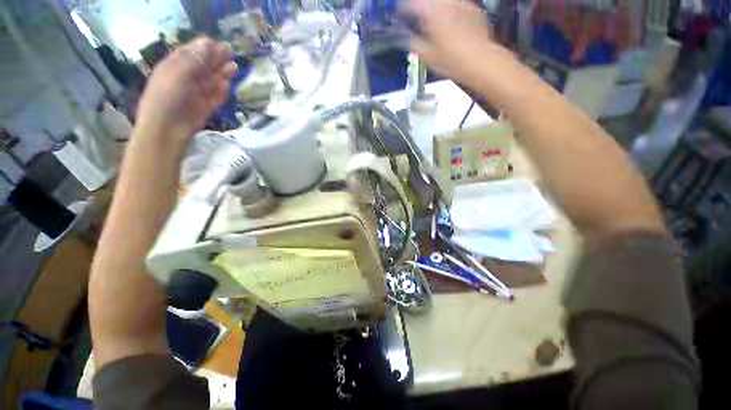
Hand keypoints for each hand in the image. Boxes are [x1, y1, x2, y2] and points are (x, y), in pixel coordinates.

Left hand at [135, 37, 237, 140]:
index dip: (204, 47)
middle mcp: (185, 79)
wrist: (166, 130)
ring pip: (211, 82)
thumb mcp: (177, 74)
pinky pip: (215, 98)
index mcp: (173, 67)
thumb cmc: (165, 99)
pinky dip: (221, 92)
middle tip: (231, 53)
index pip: (190, 52)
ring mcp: (196, 94)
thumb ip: (193, 60)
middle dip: (216, 59)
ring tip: (234, 68)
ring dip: (222, 74)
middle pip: (203, 66)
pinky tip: (227, 86)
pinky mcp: (205, 108)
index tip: (219, 44)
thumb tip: (208, 43)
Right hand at [407, 0, 502, 86]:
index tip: (401, 13)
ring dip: (436, 8)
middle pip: (429, 1)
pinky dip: (452, 11)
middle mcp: (446, 4)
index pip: (412, 4)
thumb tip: (407, 39)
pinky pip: (458, 5)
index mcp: (431, 13)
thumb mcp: (428, 57)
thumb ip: (415, 44)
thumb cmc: (451, 61)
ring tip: (434, 21)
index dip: (404, 8)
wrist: (480, 60)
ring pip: (444, 2)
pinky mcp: (474, 9)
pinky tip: (452, 23)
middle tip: (419, 18)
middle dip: (422, 8)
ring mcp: (462, 4)